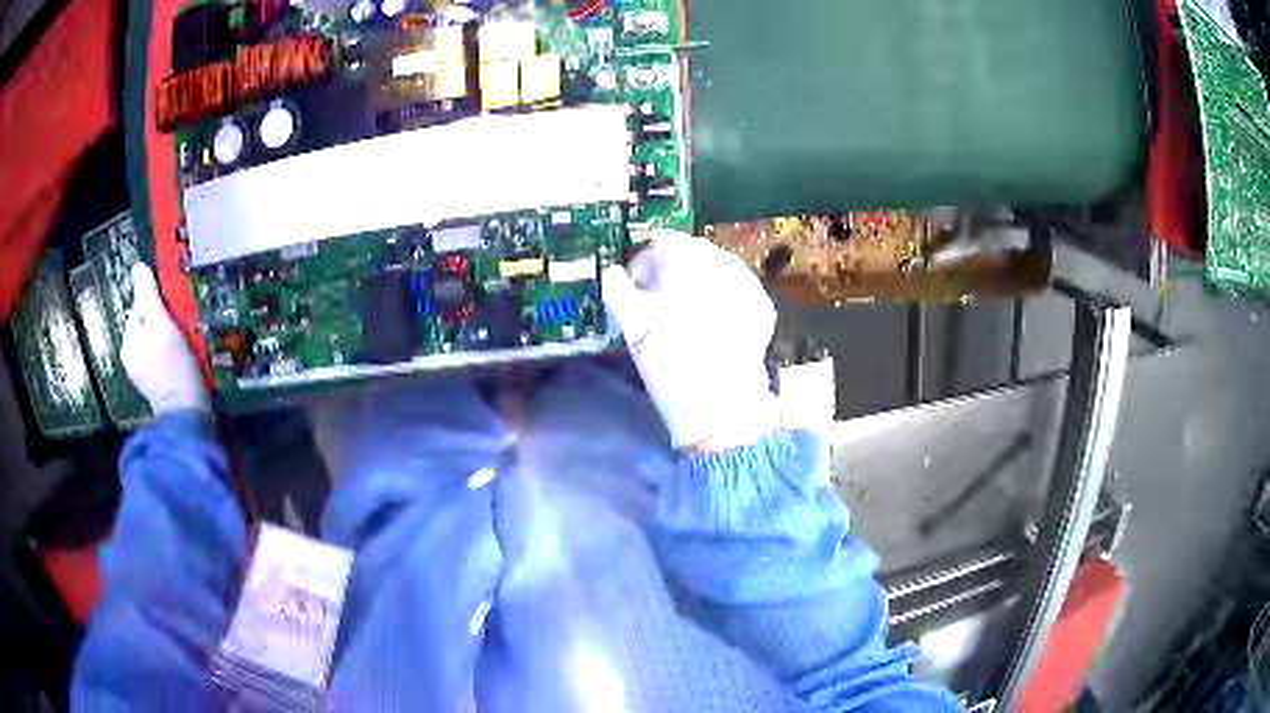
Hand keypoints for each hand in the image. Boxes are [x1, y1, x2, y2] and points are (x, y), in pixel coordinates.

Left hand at [121, 263, 210, 415]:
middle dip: (164, 321)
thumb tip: (137, 267)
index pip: (140, 306)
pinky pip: (162, 359)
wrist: (188, 417)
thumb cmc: (174, 369)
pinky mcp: (157, 387)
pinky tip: (184, 362)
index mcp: (128, 341)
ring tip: (186, 344)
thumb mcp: (162, 326)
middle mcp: (131, 357)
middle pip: (148, 324)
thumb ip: (148, 297)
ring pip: (156, 341)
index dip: (158, 303)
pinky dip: (172, 356)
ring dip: (169, 338)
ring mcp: (143, 375)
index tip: (175, 310)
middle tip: (183, 327)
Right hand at [601, 232, 779, 450]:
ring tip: (684, 318)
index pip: (660, 243)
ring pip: (714, 271)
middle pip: (689, 254)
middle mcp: (721, 260)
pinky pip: (734, 291)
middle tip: (656, 306)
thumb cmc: (670, 360)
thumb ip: (617, 289)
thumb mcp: (632, 324)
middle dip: (671, 273)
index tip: (633, 290)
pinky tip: (711, 327)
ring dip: (696, 286)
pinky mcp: (762, 307)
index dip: (641, 265)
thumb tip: (611, 273)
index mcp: (688, 258)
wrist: (721, 405)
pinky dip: (720, 301)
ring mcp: (747, 283)